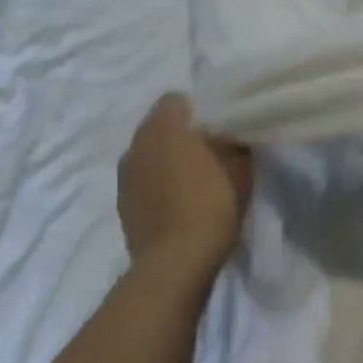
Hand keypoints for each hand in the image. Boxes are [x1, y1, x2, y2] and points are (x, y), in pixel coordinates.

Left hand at [118, 94, 253, 279]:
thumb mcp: (240, 168)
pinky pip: (142, 180)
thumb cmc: (211, 205)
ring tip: (192, 180)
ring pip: (148, 153)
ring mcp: (125, 174)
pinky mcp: (121, 203)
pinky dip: (156, 184)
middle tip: (208, 152)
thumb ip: (234, 143)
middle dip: (180, 135)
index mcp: (164, 127)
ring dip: (166, 160)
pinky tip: (177, 203)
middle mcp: (137, 143)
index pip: (176, 99)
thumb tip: (230, 135)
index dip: (197, 110)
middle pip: (159, 126)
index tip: (217, 128)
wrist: (175, 263)